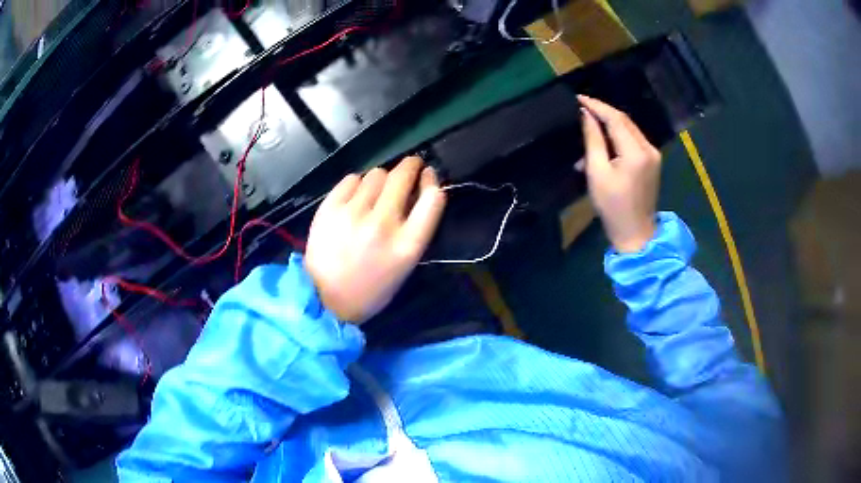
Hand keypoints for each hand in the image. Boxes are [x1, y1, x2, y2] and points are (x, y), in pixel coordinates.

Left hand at [305, 157, 446, 322]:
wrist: (325, 299)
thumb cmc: (372, 287)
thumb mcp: (404, 265)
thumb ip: (415, 228)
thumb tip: (419, 188)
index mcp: (407, 245)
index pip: (433, 199)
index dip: (433, 180)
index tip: (428, 174)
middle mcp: (382, 225)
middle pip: (402, 176)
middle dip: (410, 165)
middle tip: (409, 166)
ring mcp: (353, 215)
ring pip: (376, 174)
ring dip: (381, 179)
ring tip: (375, 194)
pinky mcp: (329, 209)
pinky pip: (351, 179)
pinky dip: (357, 184)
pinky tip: (355, 198)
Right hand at [577, 95, 660, 252]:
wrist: (636, 233)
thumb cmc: (612, 207)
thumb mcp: (597, 172)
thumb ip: (593, 140)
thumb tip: (587, 115)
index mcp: (636, 152)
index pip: (615, 118)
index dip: (597, 106)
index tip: (578, 98)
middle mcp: (649, 148)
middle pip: (624, 121)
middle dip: (603, 112)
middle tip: (583, 107)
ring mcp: (653, 155)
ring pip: (629, 129)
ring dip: (609, 125)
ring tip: (589, 128)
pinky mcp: (653, 161)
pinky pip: (633, 141)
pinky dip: (618, 137)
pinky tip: (604, 144)